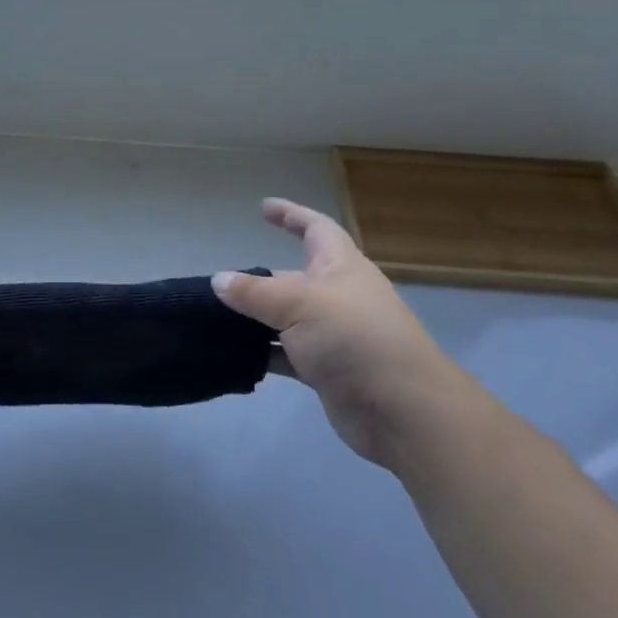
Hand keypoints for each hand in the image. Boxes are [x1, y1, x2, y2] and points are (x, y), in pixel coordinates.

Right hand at [214, 198, 457, 469]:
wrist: (401, 410)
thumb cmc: (353, 338)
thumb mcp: (298, 304)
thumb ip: (254, 292)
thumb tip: (218, 280)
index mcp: (340, 266)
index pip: (315, 228)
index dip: (291, 215)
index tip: (264, 207)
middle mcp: (338, 296)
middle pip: (293, 277)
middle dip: (259, 278)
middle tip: (219, 283)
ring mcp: (334, 336)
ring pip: (286, 318)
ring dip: (256, 318)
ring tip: (215, 318)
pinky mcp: (327, 371)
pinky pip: (287, 354)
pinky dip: (264, 353)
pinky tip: (235, 355)